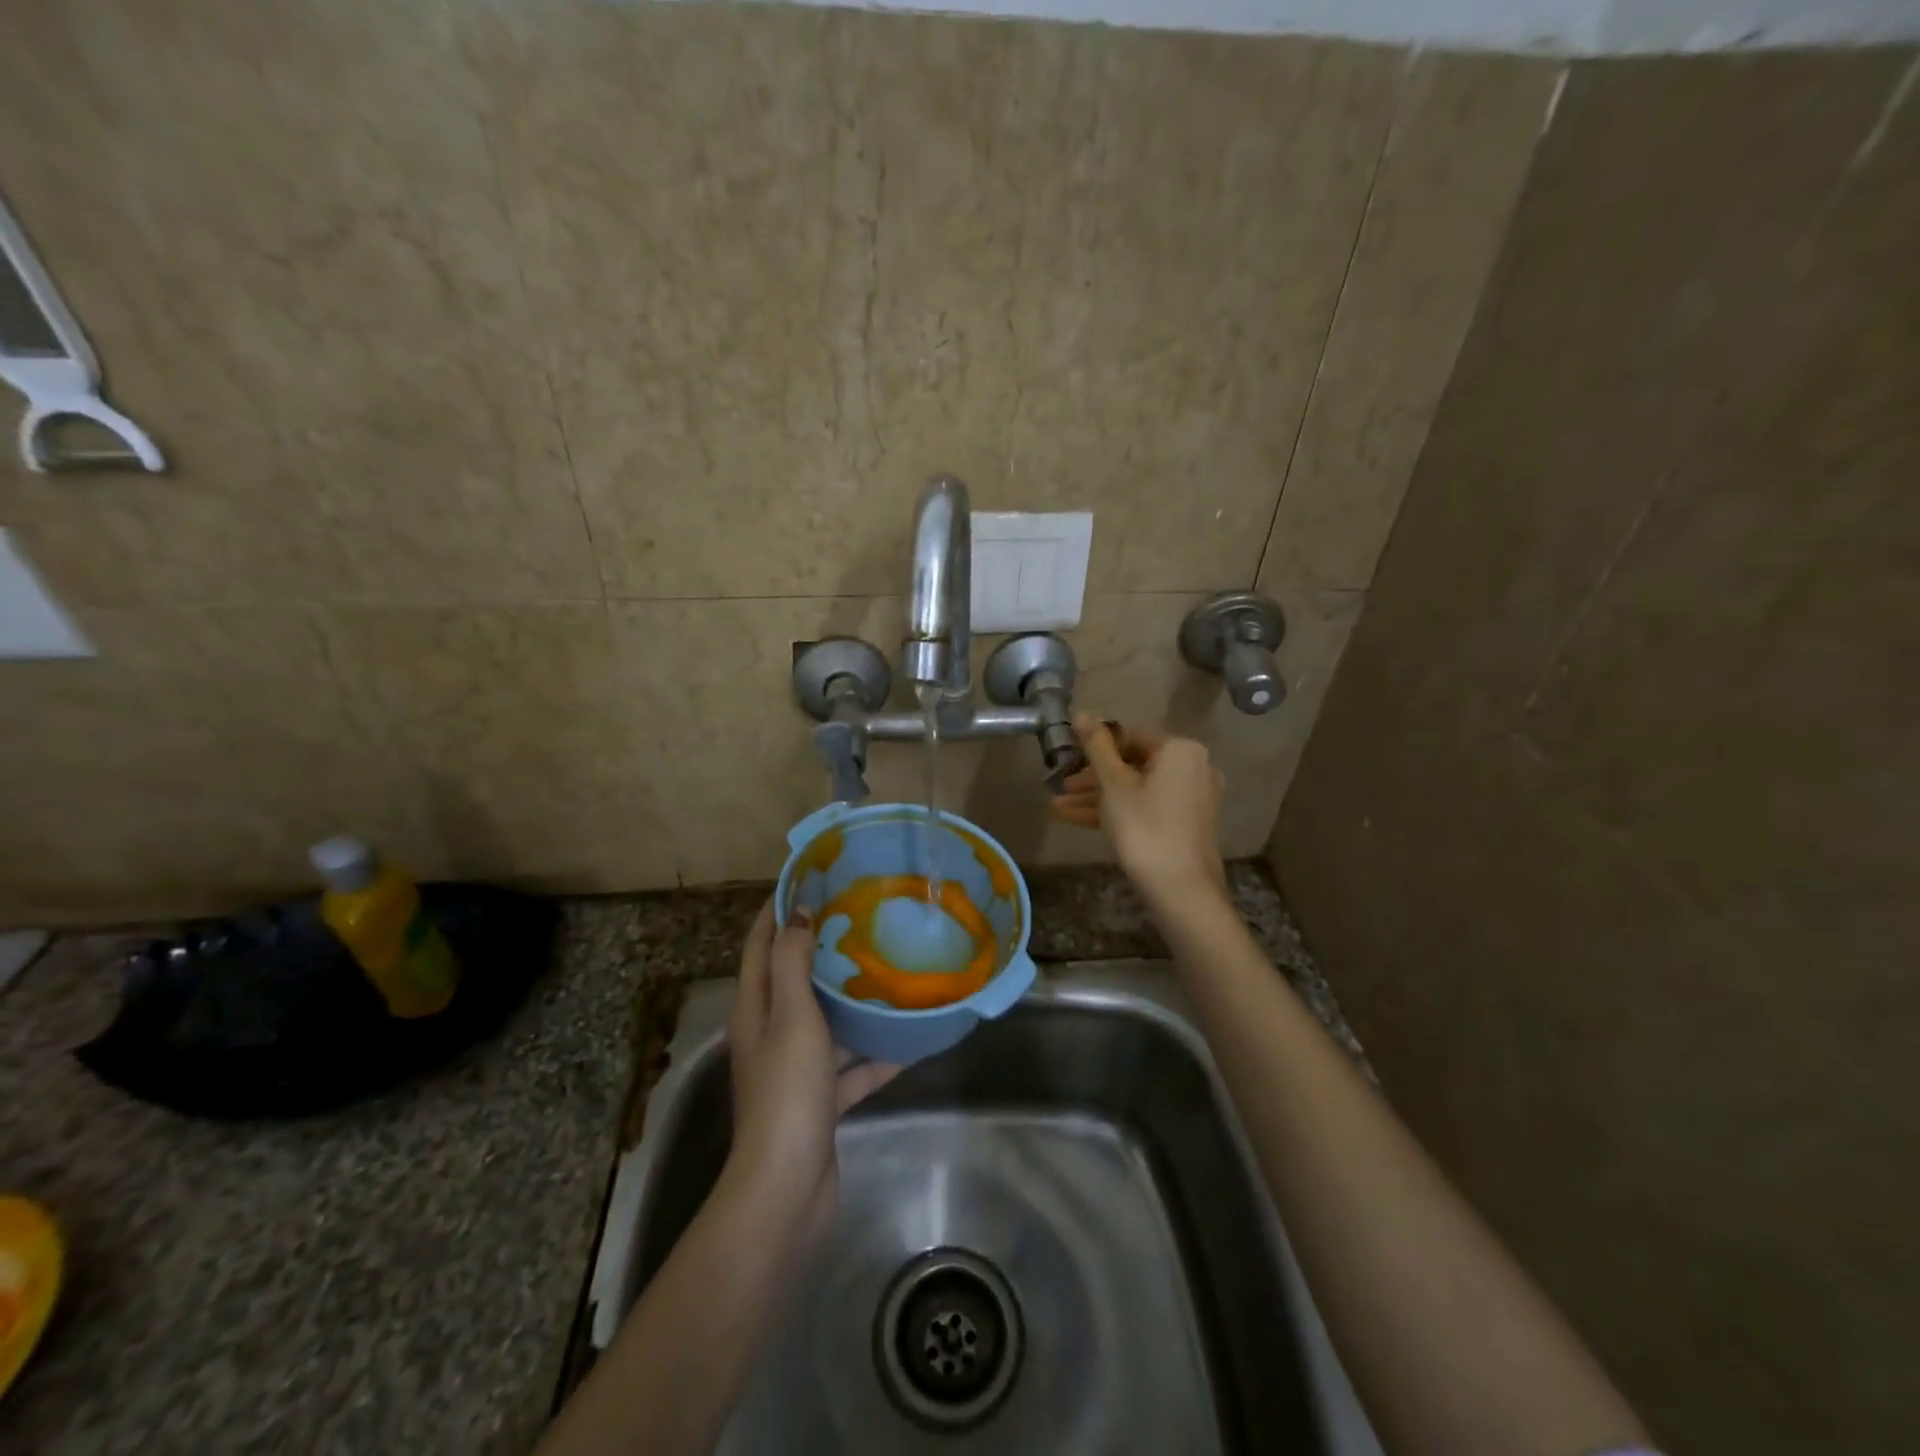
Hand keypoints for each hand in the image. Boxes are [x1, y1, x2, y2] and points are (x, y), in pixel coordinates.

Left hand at [726, 901, 898, 1237]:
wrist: (788, 1188)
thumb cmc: (787, 1091)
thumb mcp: (790, 1015)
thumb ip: (793, 962)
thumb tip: (798, 914)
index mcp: (755, 1009)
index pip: (760, 943)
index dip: (778, 908)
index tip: (809, 878)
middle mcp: (770, 1033)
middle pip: (793, 978)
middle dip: (821, 945)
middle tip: (861, 917)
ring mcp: (795, 1070)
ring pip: (826, 1021)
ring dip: (852, 999)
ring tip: (889, 968)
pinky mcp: (820, 1101)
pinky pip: (851, 1066)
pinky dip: (875, 1054)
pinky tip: (910, 1040)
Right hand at [1052, 714, 1227, 903]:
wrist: (1181, 891)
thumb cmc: (1144, 828)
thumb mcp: (1113, 785)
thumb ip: (1096, 746)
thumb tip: (1081, 711)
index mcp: (1179, 749)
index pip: (1131, 735)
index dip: (1096, 745)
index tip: (1069, 759)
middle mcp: (1193, 767)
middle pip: (1133, 764)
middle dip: (1092, 777)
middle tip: (1061, 787)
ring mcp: (1191, 798)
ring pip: (1136, 789)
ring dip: (1097, 797)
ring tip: (1057, 807)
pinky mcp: (1185, 824)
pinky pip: (1146, 808)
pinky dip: (1117, 811)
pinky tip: (1076, 820)